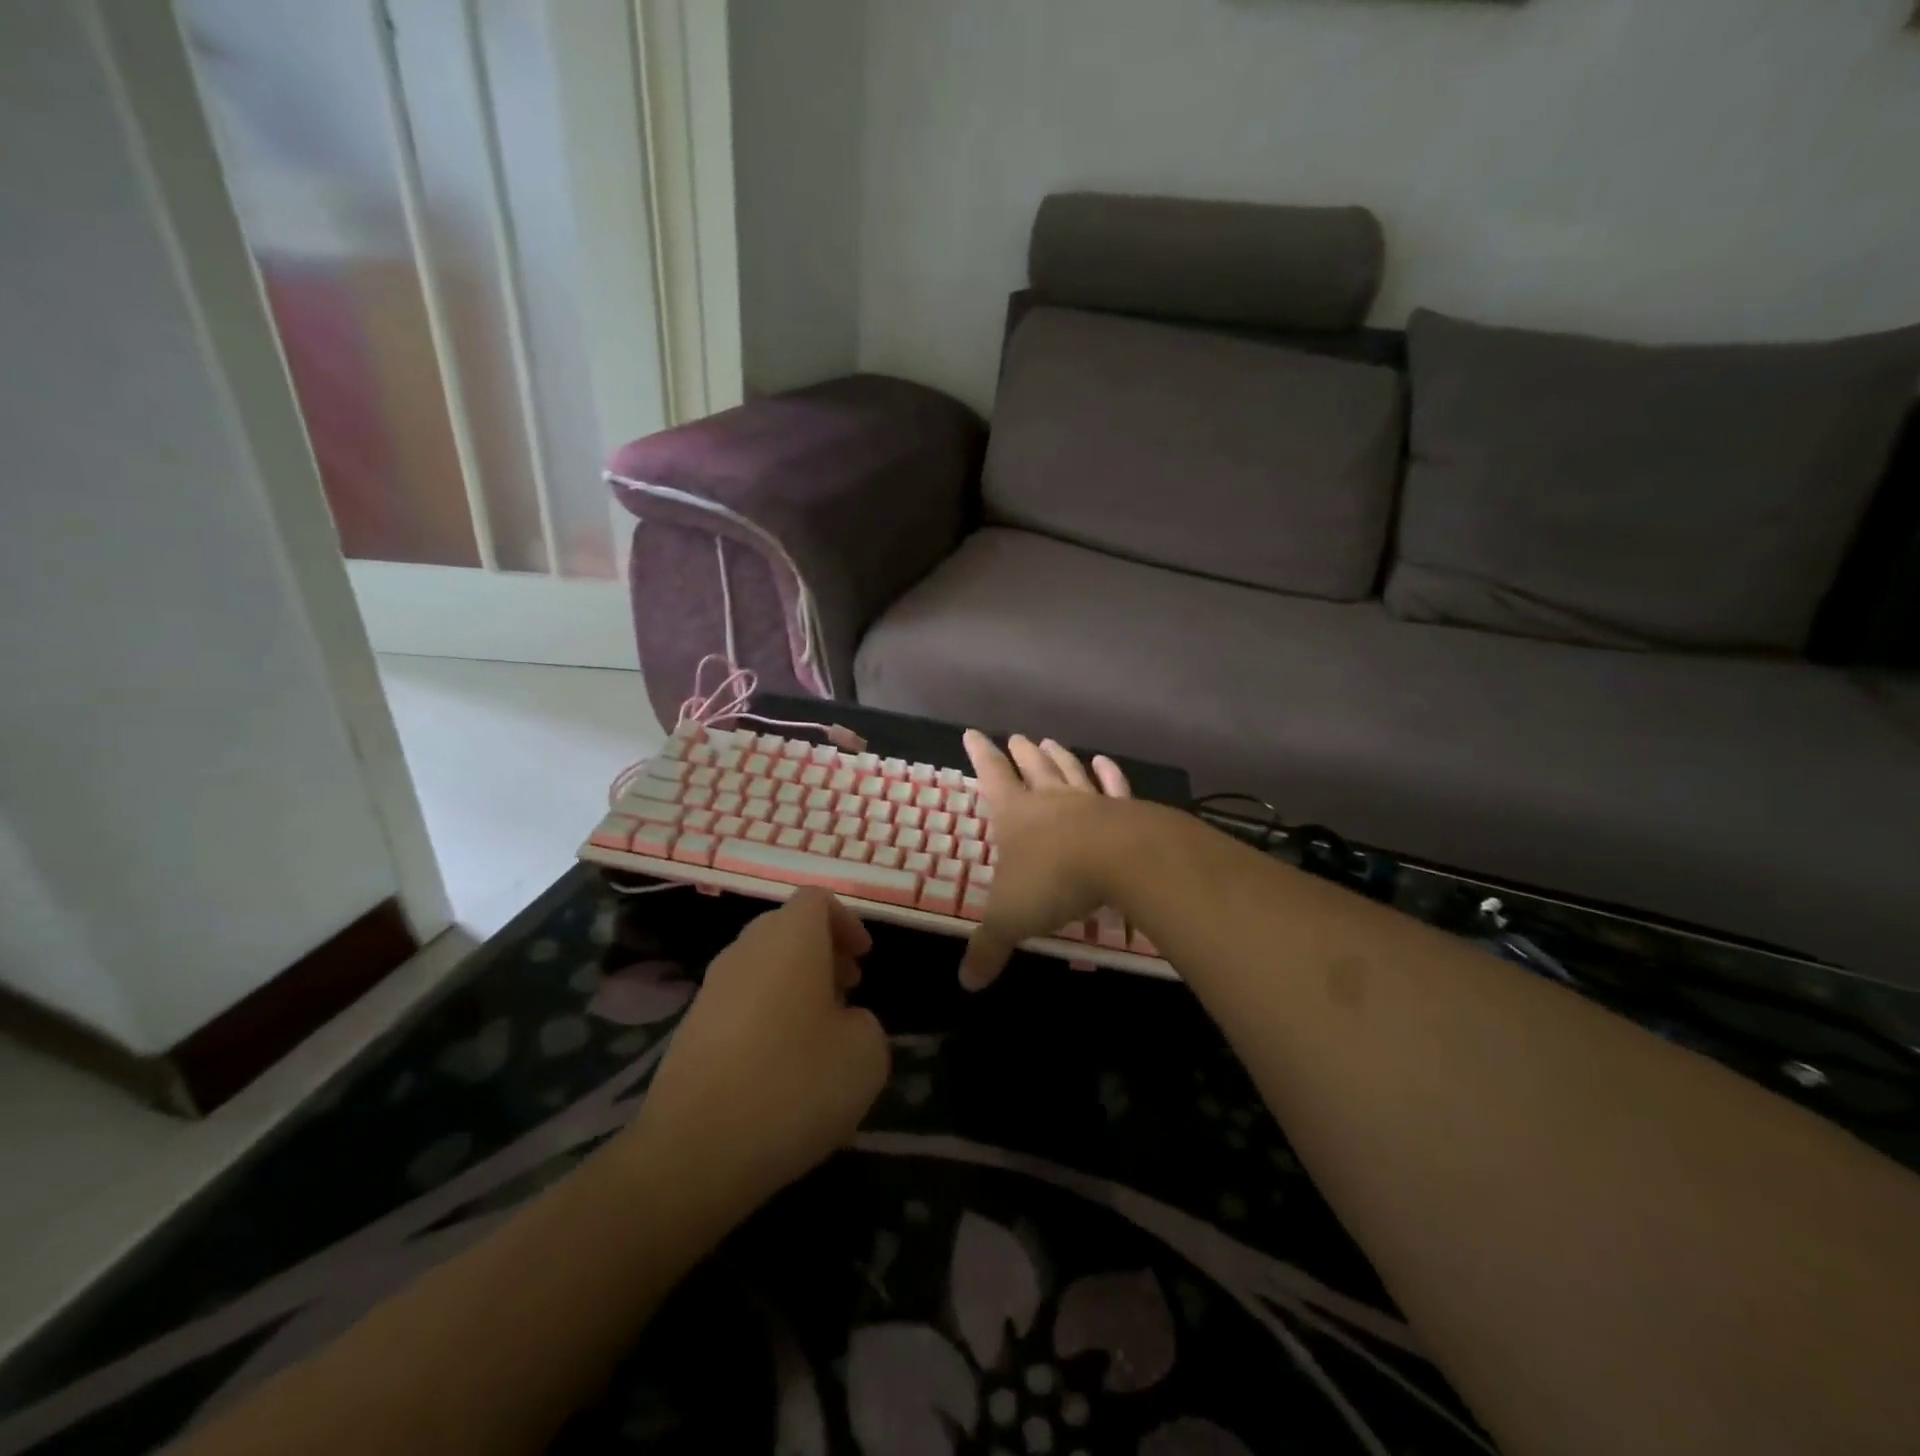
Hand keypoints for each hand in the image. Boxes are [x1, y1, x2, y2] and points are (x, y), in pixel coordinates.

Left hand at [627, 889, 889, 1217]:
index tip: (864, 959)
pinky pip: (740, 1002)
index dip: (846, 922)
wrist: (694, 1151)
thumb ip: (866, 1023)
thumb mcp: (866, 1055)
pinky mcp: (690, 1029)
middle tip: (849, 991)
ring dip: (795, 985)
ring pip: (761, 966)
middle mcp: (745, 950)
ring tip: (819, 1033)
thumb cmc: (794, 1085)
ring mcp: (711, 989)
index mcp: (790, 938)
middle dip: (822, 952)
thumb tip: (844, 1022)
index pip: (816, 900)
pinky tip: (781, 1066)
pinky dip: (767, 1015)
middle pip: (786, 929)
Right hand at [959, 729, 1132, 990]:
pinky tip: (1104, 762)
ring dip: (1058, 756)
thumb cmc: (1054, 881)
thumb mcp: (1011, 918)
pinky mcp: (1124, 810)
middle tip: (1017, 737)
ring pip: (1069, 771)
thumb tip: (966, 983)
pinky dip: (1108, 773)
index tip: (972, 733)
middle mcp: (1050, 800)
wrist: (1121, 861)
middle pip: (1032, 767)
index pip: (991, 777)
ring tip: (1050, 741)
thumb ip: (989, 947)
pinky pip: (1113, 786)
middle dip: (1021, 753)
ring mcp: (1089, 801)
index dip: (980, 756)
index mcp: (1016, 815)